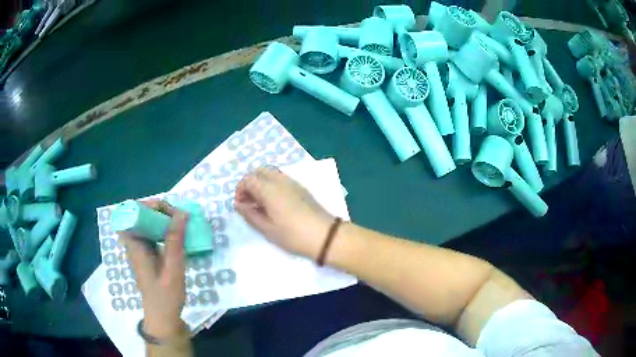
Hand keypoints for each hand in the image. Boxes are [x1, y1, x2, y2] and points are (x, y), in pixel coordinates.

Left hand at [118, 200, 187, 338]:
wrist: (163, 317)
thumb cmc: (166, 296)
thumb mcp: (173, 269)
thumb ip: (175, 241)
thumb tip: (182, 213)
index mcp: (135, 245)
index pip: (133, 213)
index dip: (150, 206)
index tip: (170, 212)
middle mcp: (135, 243)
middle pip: (141, 215)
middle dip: (160, 211)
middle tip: (180, 218)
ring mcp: (141, 249)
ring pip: (148, 224)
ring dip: (164, 220)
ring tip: (182, 224)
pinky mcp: (148, 254)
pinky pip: (154, 234)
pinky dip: (165, 230)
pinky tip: (179, 236)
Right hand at [234, 167, 334, 259]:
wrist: (325, 236)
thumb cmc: (293, 235)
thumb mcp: (267, 229)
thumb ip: (250, 215)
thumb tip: (238, 205)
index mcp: (269, 189)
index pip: (248, 179)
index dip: (240, 190)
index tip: (240, 205)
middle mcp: (280, 180)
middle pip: (259, 171)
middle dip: (250, 183)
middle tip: (249, 202)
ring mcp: (293, 182)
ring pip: (271, 174)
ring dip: (261, 184)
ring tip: (260, 205)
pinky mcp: (301, 188)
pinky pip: (281, 180)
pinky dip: (272, 186)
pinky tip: (274, 204)